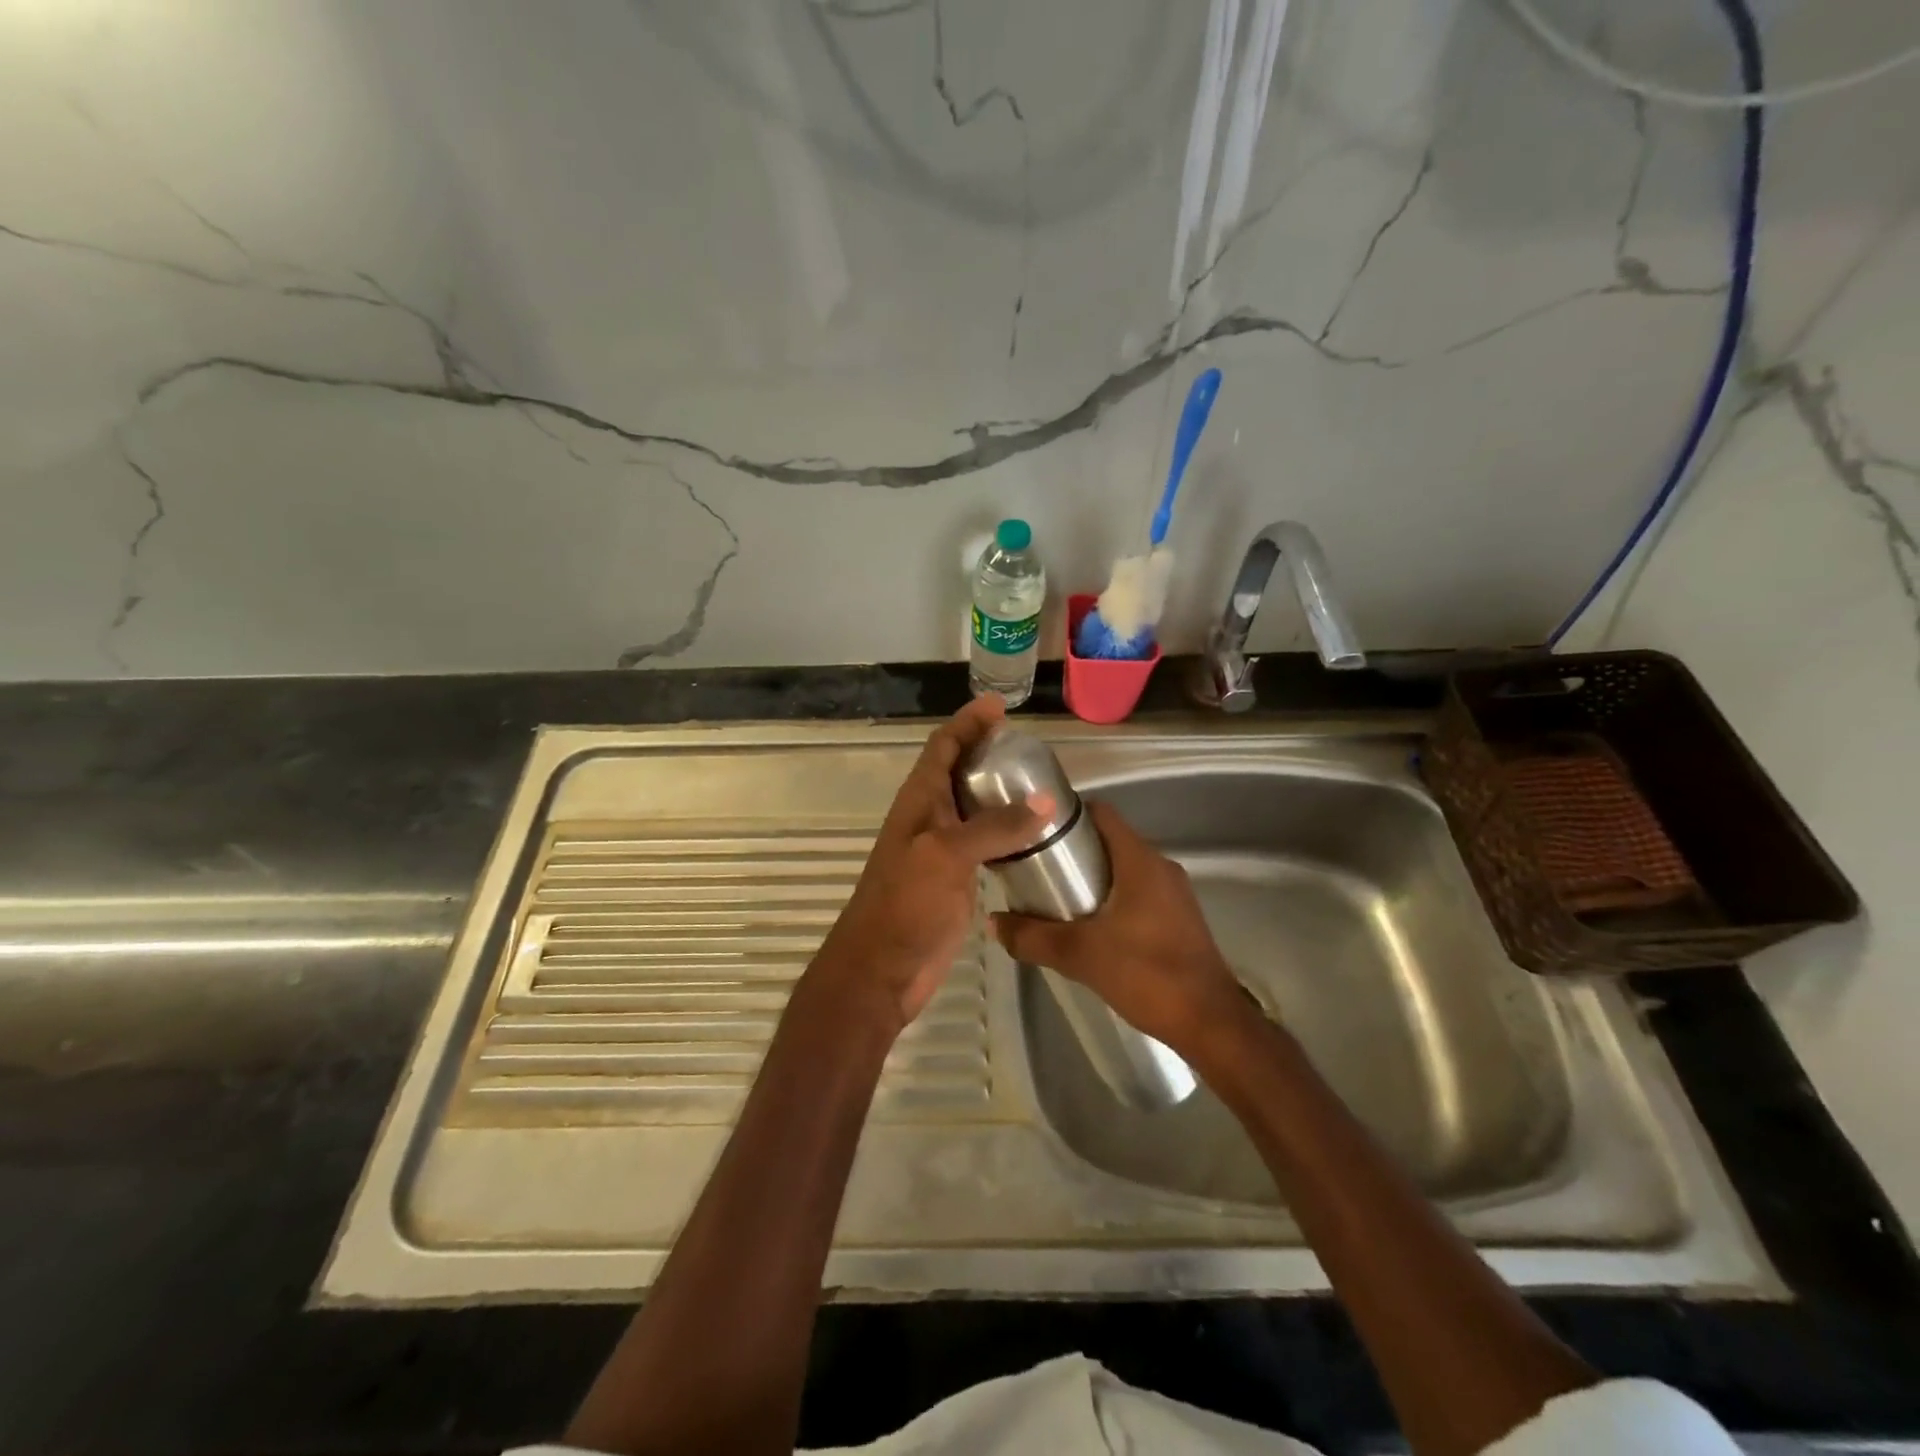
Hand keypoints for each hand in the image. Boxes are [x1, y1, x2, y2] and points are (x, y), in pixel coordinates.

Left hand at [808, 695, 1052, 1036]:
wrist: (882, 968)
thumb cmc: (905, 904)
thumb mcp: (947, 855)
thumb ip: (994, 826)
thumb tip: (1045, 800)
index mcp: (919, 801)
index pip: (942, 746)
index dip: (967, 722)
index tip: (998, 706)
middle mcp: (930, 817)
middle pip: (958, 771)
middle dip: (986, 751)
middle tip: (1027, 744)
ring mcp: (942, 849)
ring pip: (972, 806)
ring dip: (998, 790)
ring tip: (1037, 780)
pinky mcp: (956, 878)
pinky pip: (984, 842)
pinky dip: (1006, 829)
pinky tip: (1033, 832)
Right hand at [991, 801, 1250, 1059]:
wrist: (1210, 1023)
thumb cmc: (1146, 974)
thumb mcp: (1079, 955)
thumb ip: (1032, 936)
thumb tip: (993, 922)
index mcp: (1140, 861)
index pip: (1102, 813)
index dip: (1068, 814)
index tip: (1035, 829)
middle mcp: (1160, 867)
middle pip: (1110, 840)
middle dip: (1073, 850)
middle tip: (1036, 868)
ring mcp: (1174, 893)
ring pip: (1124, 868)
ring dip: (1092, 877)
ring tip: (1055, 897)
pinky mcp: (1179, 918)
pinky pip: (1138, 892)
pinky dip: (1111, 897)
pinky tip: (1089, 925)